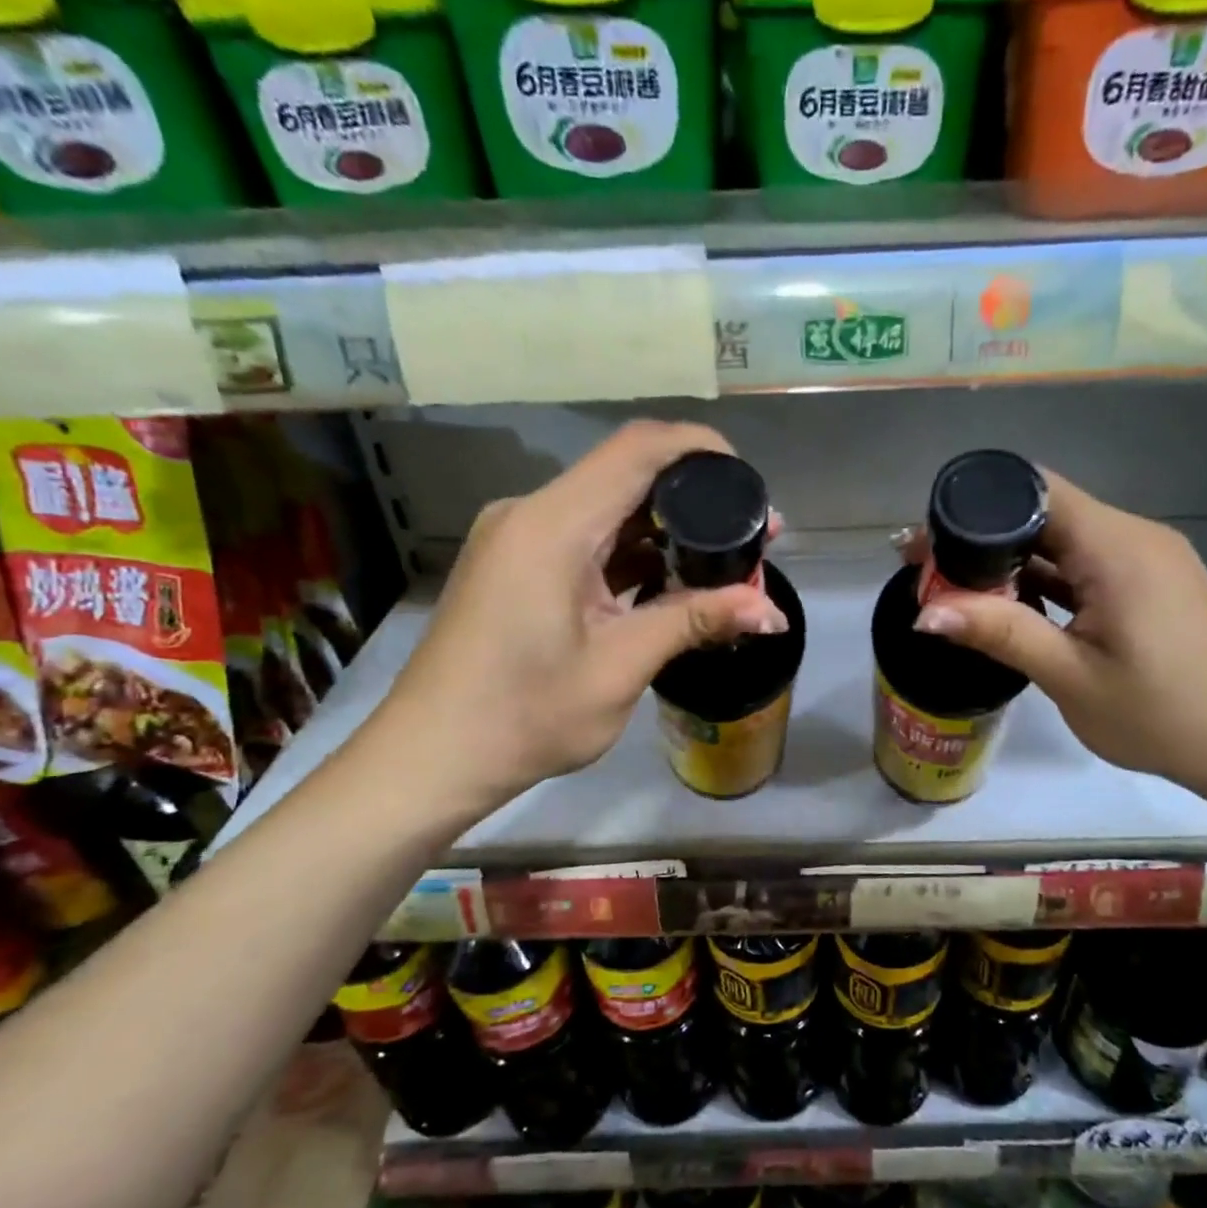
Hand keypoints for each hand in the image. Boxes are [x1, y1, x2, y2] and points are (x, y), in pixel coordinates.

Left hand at [372, 422, 786, 824]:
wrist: (433, 758)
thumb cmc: (524, 717)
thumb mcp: (621, 668)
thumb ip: (696, 622)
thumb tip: (773, 611)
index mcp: (552, 525)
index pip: (637, 450)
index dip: (701, 449)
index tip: (751, 483)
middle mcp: (531, 514)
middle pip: (626, 476)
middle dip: (696, 501)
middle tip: (755, 539)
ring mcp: (519, 539)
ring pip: (608, 510)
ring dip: (666, 533)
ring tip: (725, 567)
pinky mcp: (516, 565)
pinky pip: (586, 539)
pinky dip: (632, 555)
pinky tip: (672, 586)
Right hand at [905, 470, 1206, 800]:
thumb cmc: (1165, 715)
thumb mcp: (1072, 677)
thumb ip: (1000, 633)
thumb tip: (925, 613)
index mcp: (1117, 547)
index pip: (1035, 490)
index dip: (976, 506)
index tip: (928, 539)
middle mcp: (1135, 537)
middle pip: (1046, 514)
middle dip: (984, 539)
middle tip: (927, 570)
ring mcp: (1148, 562)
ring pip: (1065, 543)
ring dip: (1013, 563)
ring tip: (957, 591)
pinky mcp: (1153, 587)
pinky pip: (1087, 567)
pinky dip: (1047, 580)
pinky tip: (1012, 608)